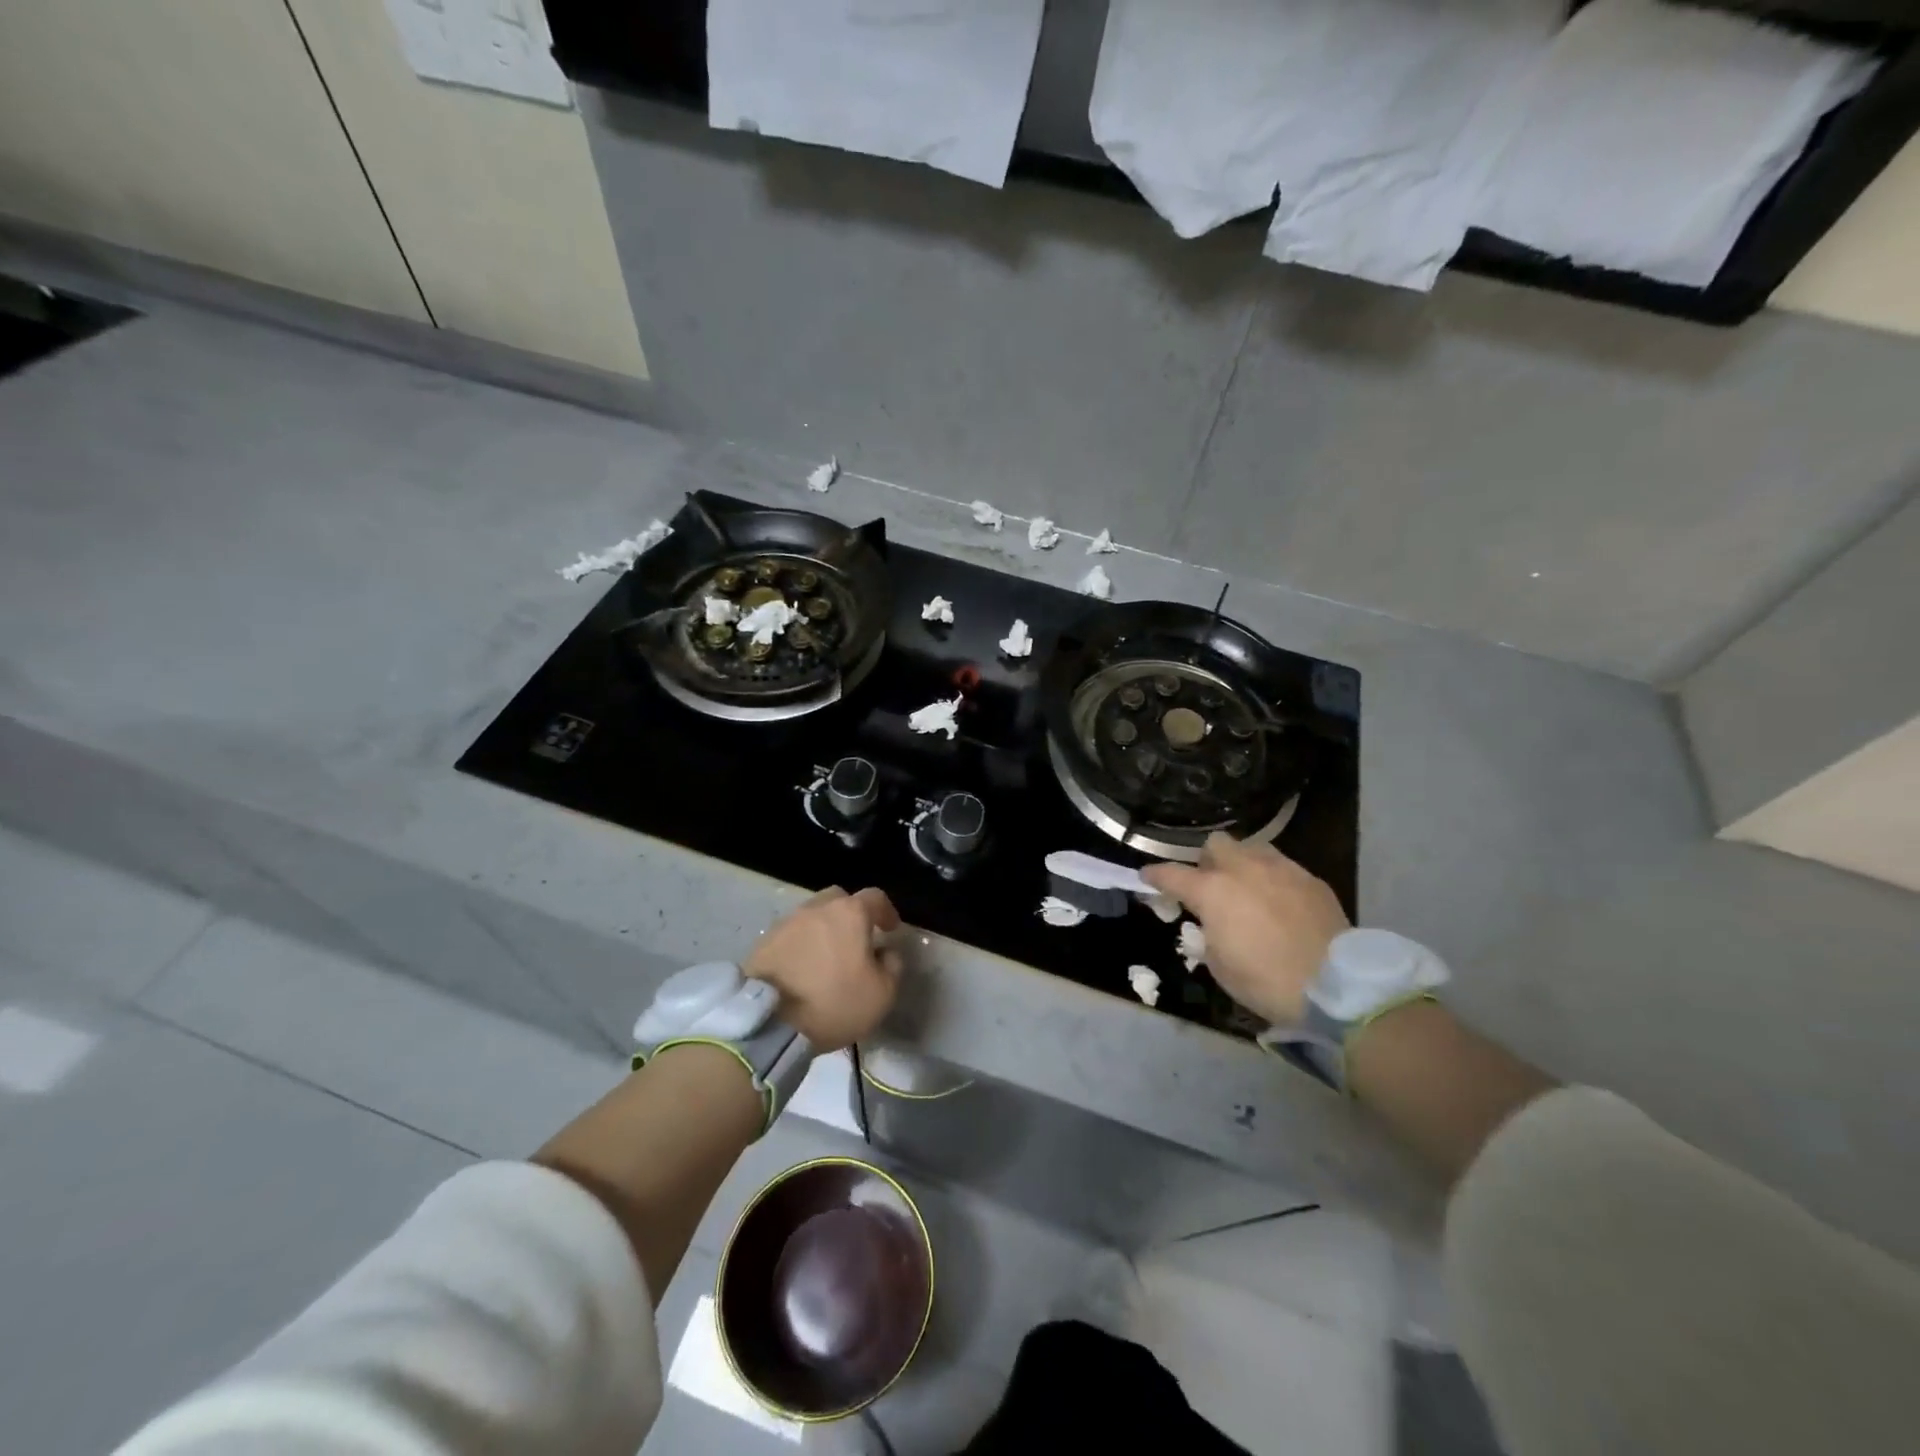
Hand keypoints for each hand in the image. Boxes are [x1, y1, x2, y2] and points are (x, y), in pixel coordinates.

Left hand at [744, 887, 902, 1052]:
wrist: (770, 1022)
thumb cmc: (834, 1003)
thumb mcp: (882, 994)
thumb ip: (892, 965)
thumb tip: (886, 952)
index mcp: (850, 913)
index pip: (875, 898)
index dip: (887, 911)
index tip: (891, 929)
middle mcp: (817, 908)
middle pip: (838, 899)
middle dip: (851, 914)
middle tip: (856, 938)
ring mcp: (786, 922)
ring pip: (812, 916)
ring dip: (823, 929)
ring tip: (827, 956)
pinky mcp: (763, 942)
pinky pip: (791, 935)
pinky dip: (801, 945)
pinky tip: (803, 967)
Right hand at [1140, 833, 1348, 1026]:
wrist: (1335, 985)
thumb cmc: (1266, 981)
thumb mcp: (1219, 966)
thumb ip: (1209, 935)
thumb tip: (1214, 926)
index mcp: (1213, 891)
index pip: (1172, 874)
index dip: (1156, 875)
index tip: (1147, 876)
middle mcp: (1244, 869)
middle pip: (1216, 844)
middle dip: (1208, 860)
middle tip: (1211, 885)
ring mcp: (1281, 870)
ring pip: (1253, 848)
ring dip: (1243, 863)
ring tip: (1248, 888)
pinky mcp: (1312, 880)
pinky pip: (1284, 868)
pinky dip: (1274, 880)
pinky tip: (1281, 902)